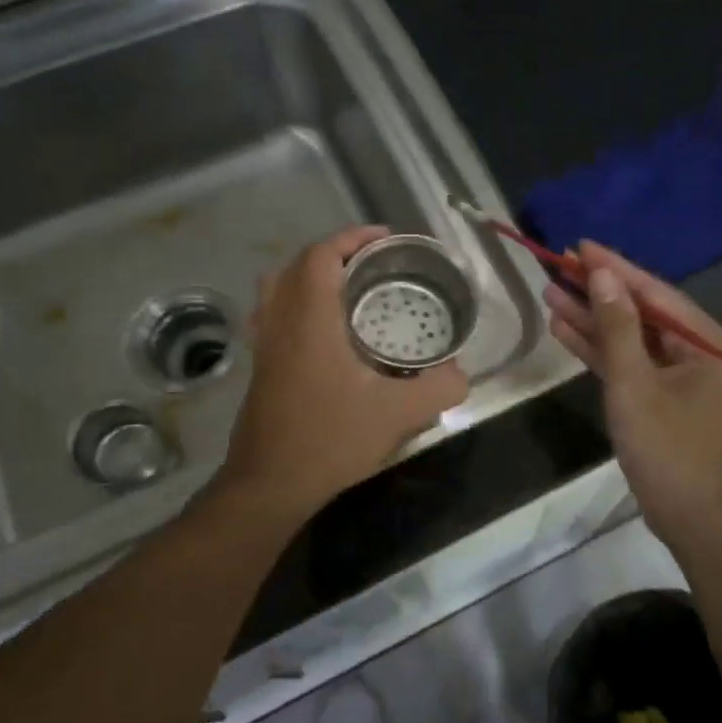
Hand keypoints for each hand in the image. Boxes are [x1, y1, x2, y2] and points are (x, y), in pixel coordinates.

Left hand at [214, 225, 468, 526]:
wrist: (270, 484)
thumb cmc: (331, 440)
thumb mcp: (398, 414)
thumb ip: (439, 387)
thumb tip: (460, 374)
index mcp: (310, 320)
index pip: (321, 255)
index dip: (352, 237)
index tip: (385, 239)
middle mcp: (281, 323)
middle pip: (295, 265)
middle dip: (334, 253)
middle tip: (371, 265)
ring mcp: (265, 346)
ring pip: (278, 289)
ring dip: (310, 277)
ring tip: (348, 291)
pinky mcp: (261, 368)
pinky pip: (274, 315)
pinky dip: (298, 305)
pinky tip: (326, 333)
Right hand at [544, 241, 721, 546]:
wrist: (690, 518)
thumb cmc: (668, 449)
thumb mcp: (635, 384)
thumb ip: (618, 327)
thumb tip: (603, 275)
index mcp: (709, 342)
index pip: (655, 292)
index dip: (614, 268)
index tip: (579, 245)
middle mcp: (701, 350)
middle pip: (642, 311)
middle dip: (598, 293)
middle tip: (557, 267)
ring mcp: (682, 374)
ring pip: (631, 337)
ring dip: (593, 320)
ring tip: (551, 295)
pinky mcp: (663, 394)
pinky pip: (631, 362)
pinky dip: (601, 350)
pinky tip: (565, 330)